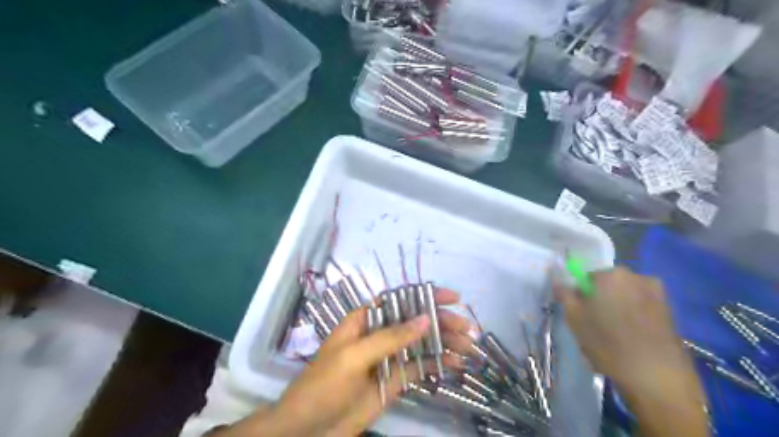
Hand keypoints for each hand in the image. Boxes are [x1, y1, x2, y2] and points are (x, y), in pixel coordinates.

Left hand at [215, 288, 477, 434]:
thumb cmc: (324, 384)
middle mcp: (379, 334)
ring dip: (445, 343)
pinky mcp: (394, 381)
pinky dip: (438, 365)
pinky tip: (455, 365)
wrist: (308, 429)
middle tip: (467, 329)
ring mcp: (388, 358)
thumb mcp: (354, 356)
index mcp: (366, 320)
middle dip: (442, 322)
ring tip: (468, 347)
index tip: (453, 299)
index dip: (426, 296)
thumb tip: (426, 319)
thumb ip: (390, 338)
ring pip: (421, 344)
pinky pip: (419, 368)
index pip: (400, 300)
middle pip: (415, 322)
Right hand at [553, 266, 710, 435]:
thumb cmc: (607, 343)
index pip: (587, 278)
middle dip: (601, 300)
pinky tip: (631, 340)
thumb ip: (564, 294)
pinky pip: (642, 307)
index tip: (581, 315)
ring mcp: (656, 293)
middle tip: (595, 325)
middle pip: (608, 285)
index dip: (581, 296)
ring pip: (626, 296)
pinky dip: (634, 318)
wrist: (656, 376)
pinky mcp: (670, 311)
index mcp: (611, 275)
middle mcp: (636, 276)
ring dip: (618, 309)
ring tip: (614, 336)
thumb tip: (557, 278)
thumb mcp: (574, 318)